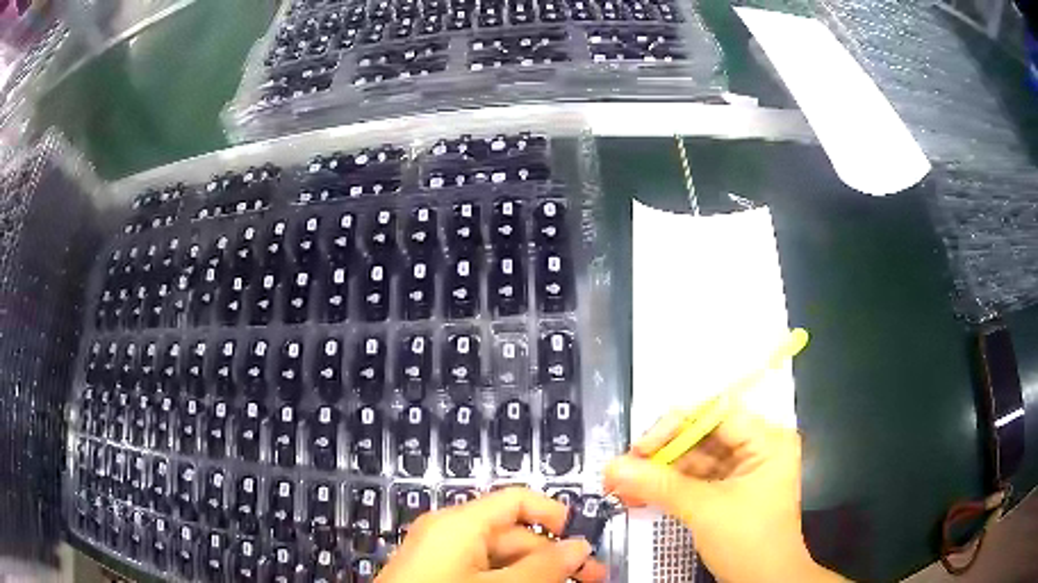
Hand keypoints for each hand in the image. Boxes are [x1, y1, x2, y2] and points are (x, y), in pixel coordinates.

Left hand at [377, 487, 606, 582]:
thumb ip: (543, 566)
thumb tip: (579, 547)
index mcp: (459, 523)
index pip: (517, 500)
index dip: (556, 514)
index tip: (584, 539)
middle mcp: (448, 534)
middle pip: (513, 534)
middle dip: (554, 555)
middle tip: (591, 577)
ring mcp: (440, 558)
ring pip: (500, 559)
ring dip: (536, 572)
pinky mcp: (436, 577)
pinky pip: (482, 573)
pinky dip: (511, 581)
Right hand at [604, 406, 843, 582]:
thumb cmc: (748, 541)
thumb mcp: (705, 510)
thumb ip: (659, 485)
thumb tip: (612, 466)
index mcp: (767, 440)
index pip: (717, 415)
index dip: (676, 426)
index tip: (640, 448)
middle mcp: (757, 448)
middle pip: (703, 436)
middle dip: (662, 454)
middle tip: (624, 469)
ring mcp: (743, 471)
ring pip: (695, 460)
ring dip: (660, 473)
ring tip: (622, 485)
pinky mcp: (729, 491)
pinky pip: (695, 480)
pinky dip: (669, 488)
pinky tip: (639, 495)